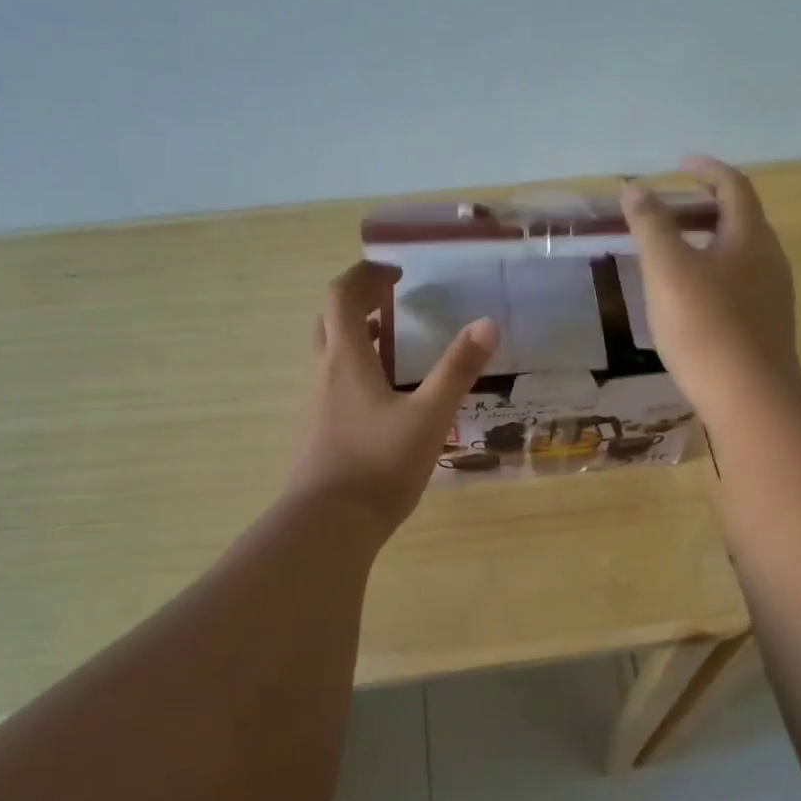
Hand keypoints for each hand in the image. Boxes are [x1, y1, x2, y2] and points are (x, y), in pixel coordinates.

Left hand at [285, 261, 499, 535]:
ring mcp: (313, 405)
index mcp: (346, 359)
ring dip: (356, 339)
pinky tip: (384, 403)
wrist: (327, 525)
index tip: (396, 275)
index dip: (365, 275)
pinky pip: (331, 386)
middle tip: (393, 306)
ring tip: (395, 351)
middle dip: (358, 304)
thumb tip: (487, 323)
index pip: (341, 295)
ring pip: (329, 355)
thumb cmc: (379, 464)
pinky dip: (354, 373)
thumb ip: (458, 369)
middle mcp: (322, 374)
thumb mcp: (430, 415)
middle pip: (329, 321)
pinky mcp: (315, 433)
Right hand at [621, 157, 800, 419]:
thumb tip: (635, 188)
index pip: (733, 186)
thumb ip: (650, 225)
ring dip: (711, 242)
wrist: (749, 396)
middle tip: (671, 211)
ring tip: (677, 253)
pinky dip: (716, 273)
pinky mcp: (768, 326)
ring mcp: (774, 295)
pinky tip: (693, 298)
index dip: (706, 170)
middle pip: (742, 218)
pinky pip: (741, 284)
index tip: (679, 166)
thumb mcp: (667, 269)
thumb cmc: (704, 325)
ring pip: (742, 254)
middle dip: (707, 206)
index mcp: (750, 236)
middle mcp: (770, 258)